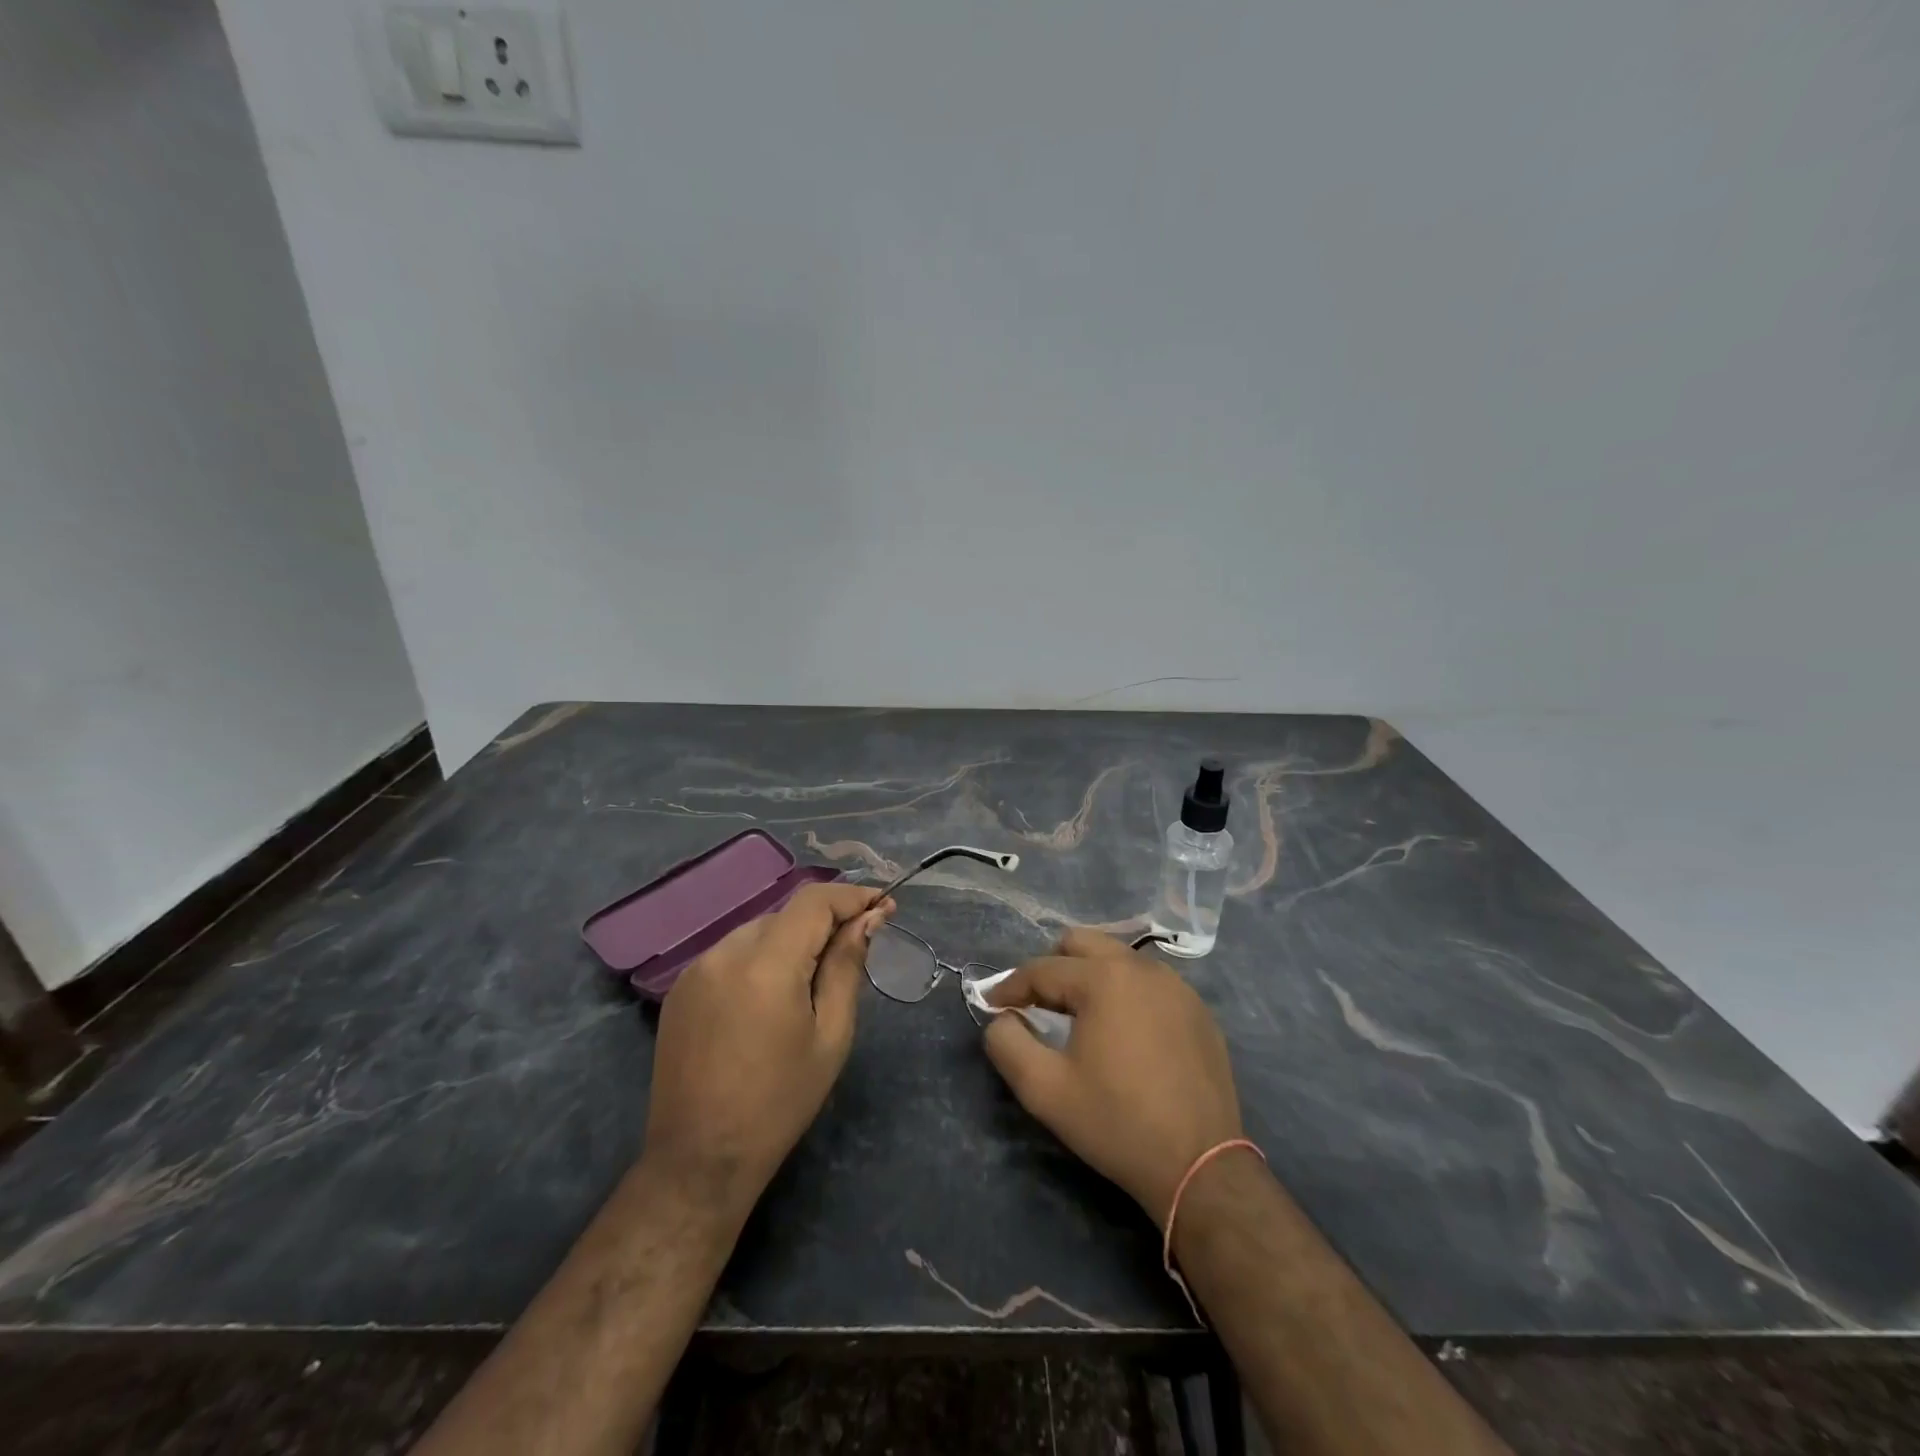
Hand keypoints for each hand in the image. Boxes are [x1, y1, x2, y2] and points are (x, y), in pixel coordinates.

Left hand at [644, 883, 890, 1217]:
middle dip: (825, 922)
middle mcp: (725, 952)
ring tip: (814, 978)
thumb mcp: (831, 1034)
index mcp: (766, 964)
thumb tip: (867, 919)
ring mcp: (696, 969)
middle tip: (857, 947)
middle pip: (787, 915)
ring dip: (792, 940)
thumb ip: (847, 966)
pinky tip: (771, 996)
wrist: (699, 1159)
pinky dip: (761, 958)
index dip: (852, 896)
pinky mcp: (680, 989)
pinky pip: (732, 954)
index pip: (814, 901)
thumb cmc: (780, 1101)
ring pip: (759, 931)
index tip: (882, 906)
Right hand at [983, 928, 1242, 1226]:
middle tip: (1038, 1004)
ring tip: (1078, 1018)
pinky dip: (1125, 994)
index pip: (1042, 969)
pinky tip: (1122, 1033)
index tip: (992, 1006)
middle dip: (1052, 966)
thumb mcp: (1045, 1090)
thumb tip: (1002, 1018)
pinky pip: (1149, 983)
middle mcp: (1142, 967)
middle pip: (1082, 944)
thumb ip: (1008, 1044)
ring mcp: (1176, 986)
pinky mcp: (1197, 1010)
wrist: (1201, 1166)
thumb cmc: (1116, 1123)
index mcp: (1104, 978)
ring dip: (1090, 977)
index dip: (1010, 987)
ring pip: (1118, 959)